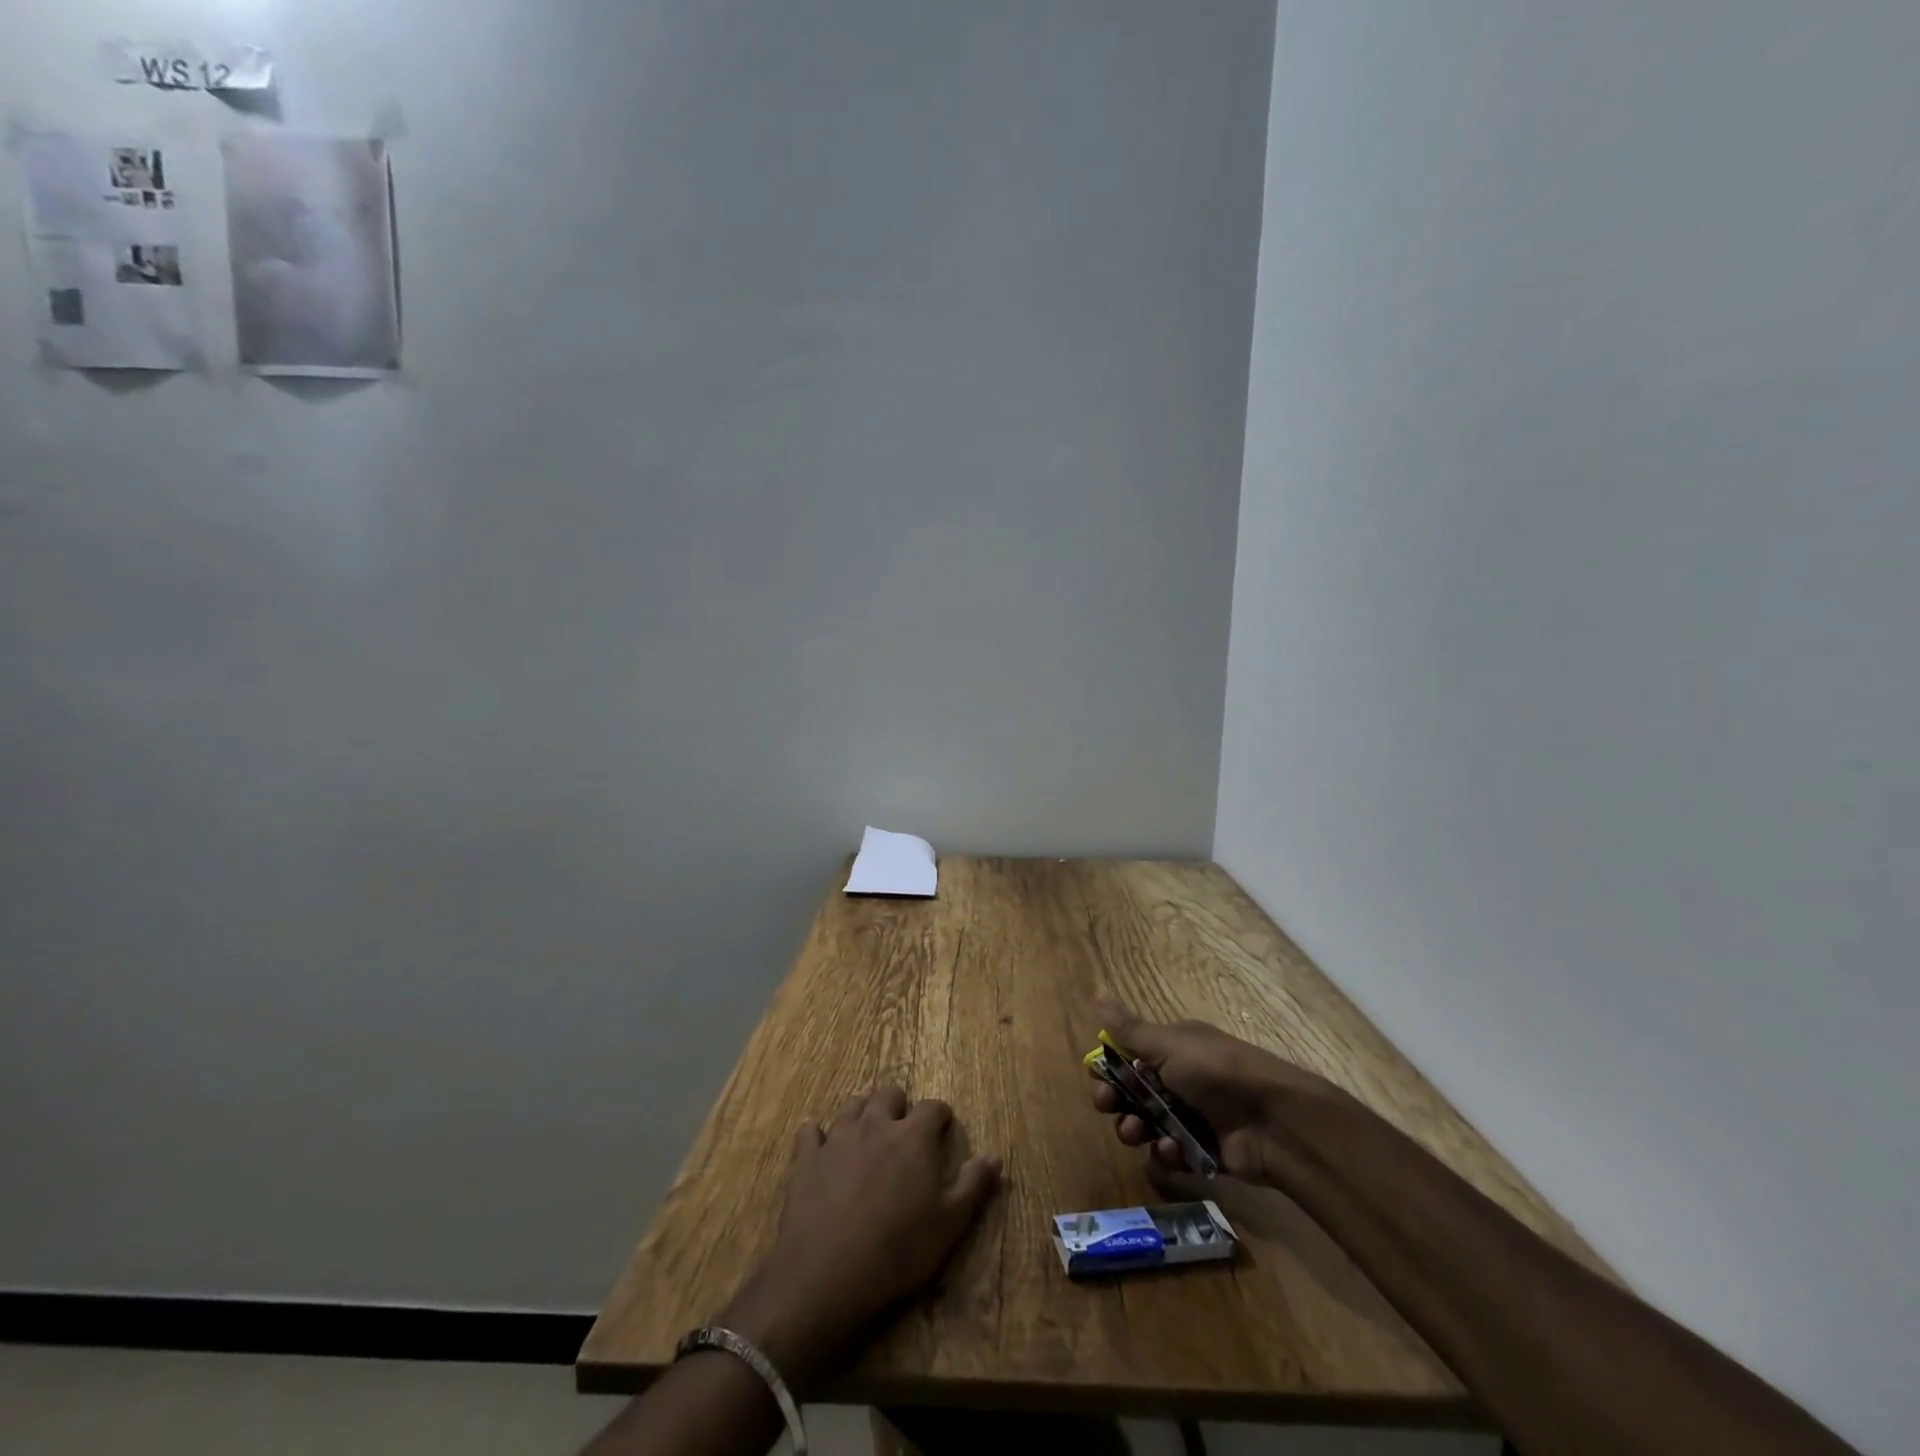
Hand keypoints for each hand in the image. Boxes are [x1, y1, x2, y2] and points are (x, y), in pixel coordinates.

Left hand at [719, 1086, 1001, 1391]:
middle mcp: (876, 1124)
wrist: (827, 1273)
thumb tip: (995, 1156)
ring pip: (852, 1105)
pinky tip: (821, 1147)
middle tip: (903, 1132)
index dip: (940, 1117)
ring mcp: (838, 1137)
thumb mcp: (950, 1224)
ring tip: (867, 1135)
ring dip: (863, 1113)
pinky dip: (817, 1135)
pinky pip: (810, 1131)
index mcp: (913, 1136)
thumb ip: (974, 1185)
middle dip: (899, 1106)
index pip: (933, 1107)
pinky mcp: (807, 1158)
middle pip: (889, 1093)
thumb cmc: (898, 1249)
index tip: (942, 1132)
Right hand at [1090, 995, 1347, 1184]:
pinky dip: (1167, 1152)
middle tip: (1109, 1106)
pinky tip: (1172, 1150)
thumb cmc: (1215, 1071)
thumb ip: (1129, 1029)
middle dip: (1116, 1101)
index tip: (1099, 1078)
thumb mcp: (1168, 1044)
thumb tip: (1098, 995)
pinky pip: (1171, 1153)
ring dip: (1136, 1128)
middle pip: (1133, 1092)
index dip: (1110, 1068)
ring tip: (1139, 1133)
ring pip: (1147, 1124)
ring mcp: (1192, 1116)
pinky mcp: (1202, 1151)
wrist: (1273, 1121)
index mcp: (1174, 1047)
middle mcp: (1181, 1078)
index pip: (1129, 1056)